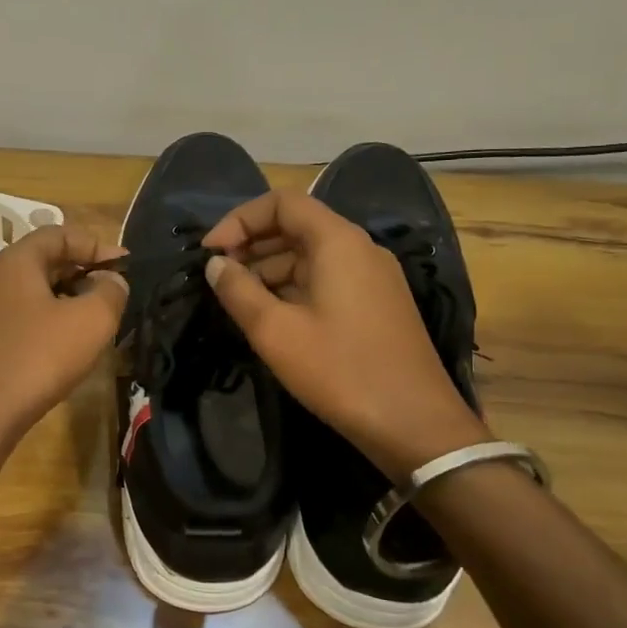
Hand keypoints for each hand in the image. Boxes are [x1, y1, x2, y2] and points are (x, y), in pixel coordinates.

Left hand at [0, 224, 125, 457]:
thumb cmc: (36, 357)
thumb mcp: (90, 321)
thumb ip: (111, 293)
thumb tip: (111, 282)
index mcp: (17, 261)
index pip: (60, 233)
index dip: (97, 245)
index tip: (126, 267)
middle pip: (46, 263)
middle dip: (84, 274)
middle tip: (114, 297)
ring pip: (35, 295)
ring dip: (68, 304)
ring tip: (96, 326)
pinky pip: (22, 322)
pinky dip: (49, 327)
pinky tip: (65, 352)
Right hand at [202, 190, 485, 475]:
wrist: (415, 425)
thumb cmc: (340, 371)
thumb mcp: (275, 332)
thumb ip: (238, 291)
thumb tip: (215, 265)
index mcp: (338, 242)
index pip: (282, 203)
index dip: (240, 219)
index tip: (211, 252)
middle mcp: (359, 249)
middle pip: (297, 226)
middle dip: (252, 245)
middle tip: (217, 277)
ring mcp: (373, 277)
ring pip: (310, 256)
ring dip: (269, 270)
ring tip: (236, 301)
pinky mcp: (377, 305)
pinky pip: (326, 280)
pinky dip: (293, 288)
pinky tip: (271, 317)